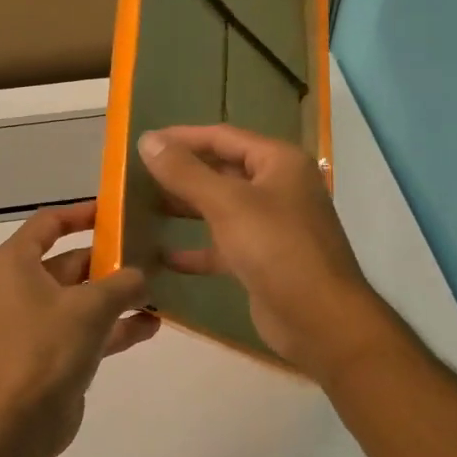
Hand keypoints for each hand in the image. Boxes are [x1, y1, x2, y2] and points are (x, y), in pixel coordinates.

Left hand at [0, 201, 158, 456]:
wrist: (12, 425)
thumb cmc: (44, 350)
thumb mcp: (90, 307)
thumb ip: (123, 283)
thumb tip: (143, 274)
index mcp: (14, 265)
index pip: (48, 224)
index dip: (82, 214)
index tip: (118, 212)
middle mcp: (19, 289)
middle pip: (69, 263)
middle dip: (111, 261)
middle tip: (153, 255)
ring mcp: (33, 325)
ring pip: (80, 299)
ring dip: (117, 297)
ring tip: (159, 292)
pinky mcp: (48, 356)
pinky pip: (84, 331)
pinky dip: (112, 327)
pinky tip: (150, 326)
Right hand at [138, 125, 391, 379]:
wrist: (319, 319)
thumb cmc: (276, 249)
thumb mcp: (227, 204)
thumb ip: (185, 172)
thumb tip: (148, 140)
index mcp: (278, 162)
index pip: (223, 137)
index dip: (182, 138)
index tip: (143, 143)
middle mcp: (278, 188)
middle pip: (222, 171)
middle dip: (181, 174)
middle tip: (137, 177)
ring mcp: (272, 226)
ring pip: (221, 209)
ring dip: (185, 209)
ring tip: (143, 209)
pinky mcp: (262, 261)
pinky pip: (223, 246)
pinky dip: (196, 250)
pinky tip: (162, 256)